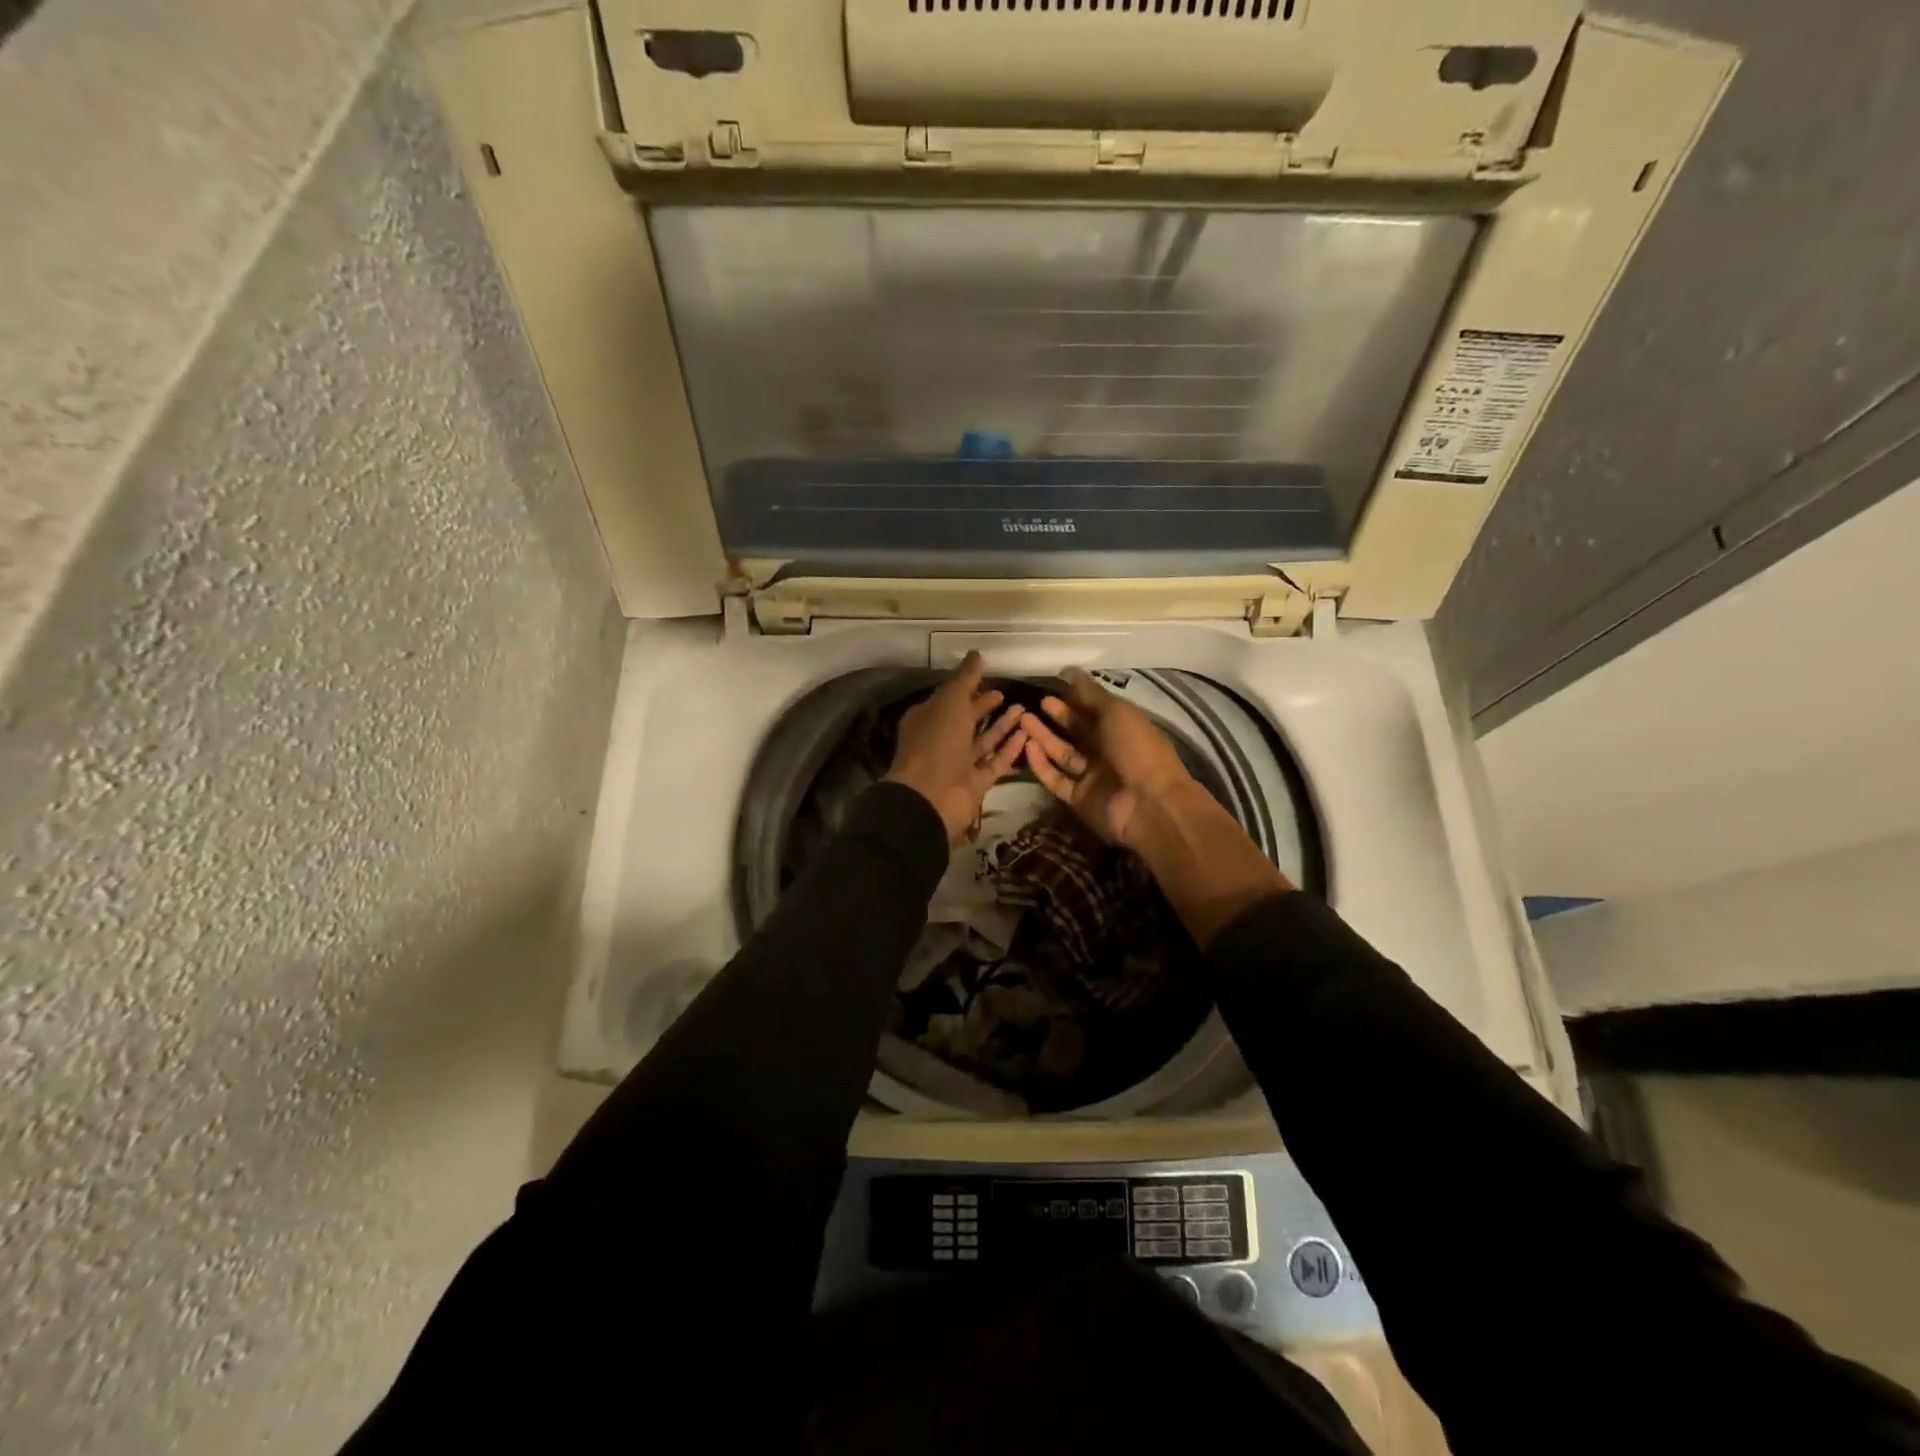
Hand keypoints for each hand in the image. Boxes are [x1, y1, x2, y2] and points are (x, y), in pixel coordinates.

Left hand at [885, 652, 1029, 843]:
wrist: (932, 797)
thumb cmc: (936, 743)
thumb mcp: (949, 702)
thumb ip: (964, 679)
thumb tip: (976, 654)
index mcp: (927, 719)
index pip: (949, 698)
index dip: (967, 687)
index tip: (988, 676)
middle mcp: (941, 740)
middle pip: (966, 720)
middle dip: (984, 706)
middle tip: (1007, 694)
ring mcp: (958, 764)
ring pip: (983, 741)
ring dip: (1002, 726)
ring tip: (1024, 709)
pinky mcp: (975, 783)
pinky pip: (995, 762)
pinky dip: (1009, 749)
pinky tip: (1027, 734)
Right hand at [1020, 669, 1195, 849]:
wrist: (1150, 804)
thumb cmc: (1137, 749)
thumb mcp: (1117, 713)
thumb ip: (1091, 695)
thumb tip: (1071, 672)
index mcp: (1121, 729)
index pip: (1092, 711)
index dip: (1073, 700)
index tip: (1051, 689)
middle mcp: (1106, 751)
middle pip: (1076, 732)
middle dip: (1056, 718)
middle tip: (1033, 704)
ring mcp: (1091, 776)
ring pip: (1062, 754)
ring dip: (1043, 738)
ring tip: (1023, 721)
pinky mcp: (1078, 798)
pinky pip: (1056, 779)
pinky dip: (1042, 764)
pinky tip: (1029, 747)